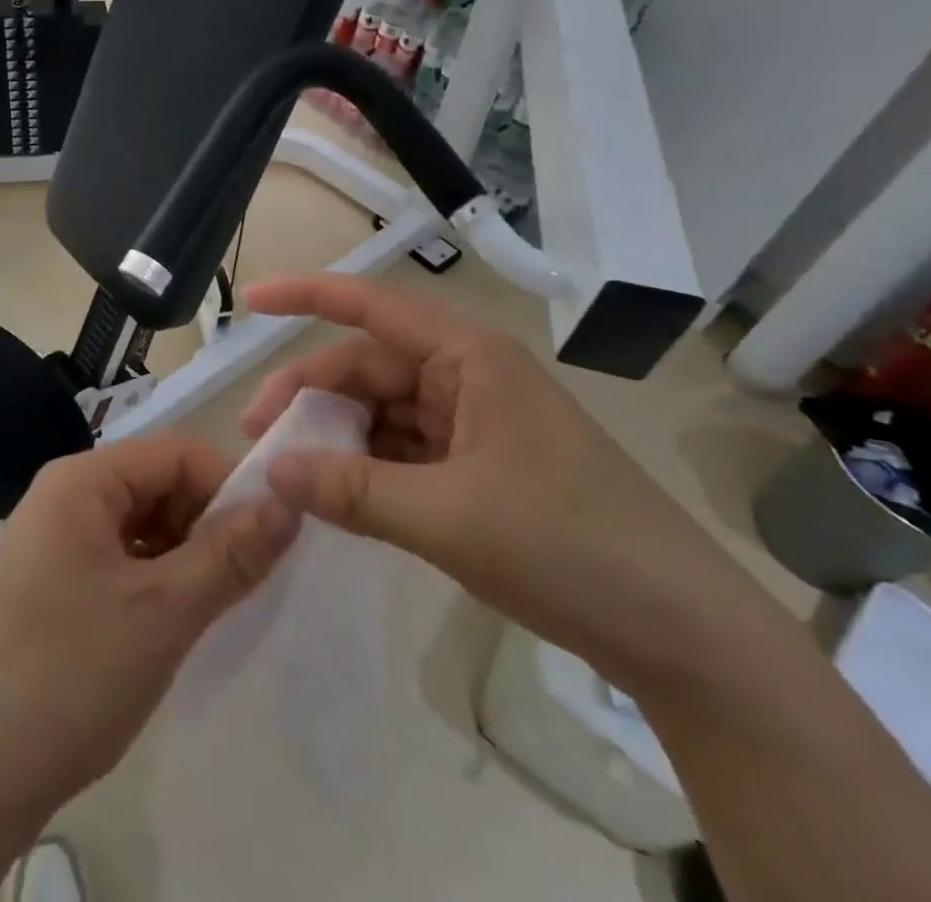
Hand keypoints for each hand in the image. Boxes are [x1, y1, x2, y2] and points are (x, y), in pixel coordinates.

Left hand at [0, 433, 298, 810]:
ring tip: (205, 605)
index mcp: (81, 480)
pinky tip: (170, 620)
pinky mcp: (55, 578)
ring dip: (182, 554)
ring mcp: (56, 537)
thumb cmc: (73, 673)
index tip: (263, 538)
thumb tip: (288, 505)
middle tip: (234, 581)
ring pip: (142, 521)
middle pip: (157, 482)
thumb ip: (230, 554)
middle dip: (203, 522)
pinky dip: (155, 576)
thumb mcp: (164, 611)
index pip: (173, 452)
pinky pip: (121, 554)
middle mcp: (65, 495)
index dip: (224, 485)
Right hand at [239, 273, 767, 692]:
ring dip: (335, 437)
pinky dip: (365, 468)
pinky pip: (401, 451)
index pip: (370, 306)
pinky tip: (335, 497)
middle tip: (257, 439)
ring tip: (290, 475)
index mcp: (467, 356)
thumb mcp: (447, 517)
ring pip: (380, 412)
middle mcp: (466, 376)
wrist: (680, 633)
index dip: (306, 297)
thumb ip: (351, 490)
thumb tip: (271, 471)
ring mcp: (472, 422)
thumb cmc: (568, 545)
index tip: (250, 301)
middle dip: (310, 396)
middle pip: (366, 367)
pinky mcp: (476, 466)